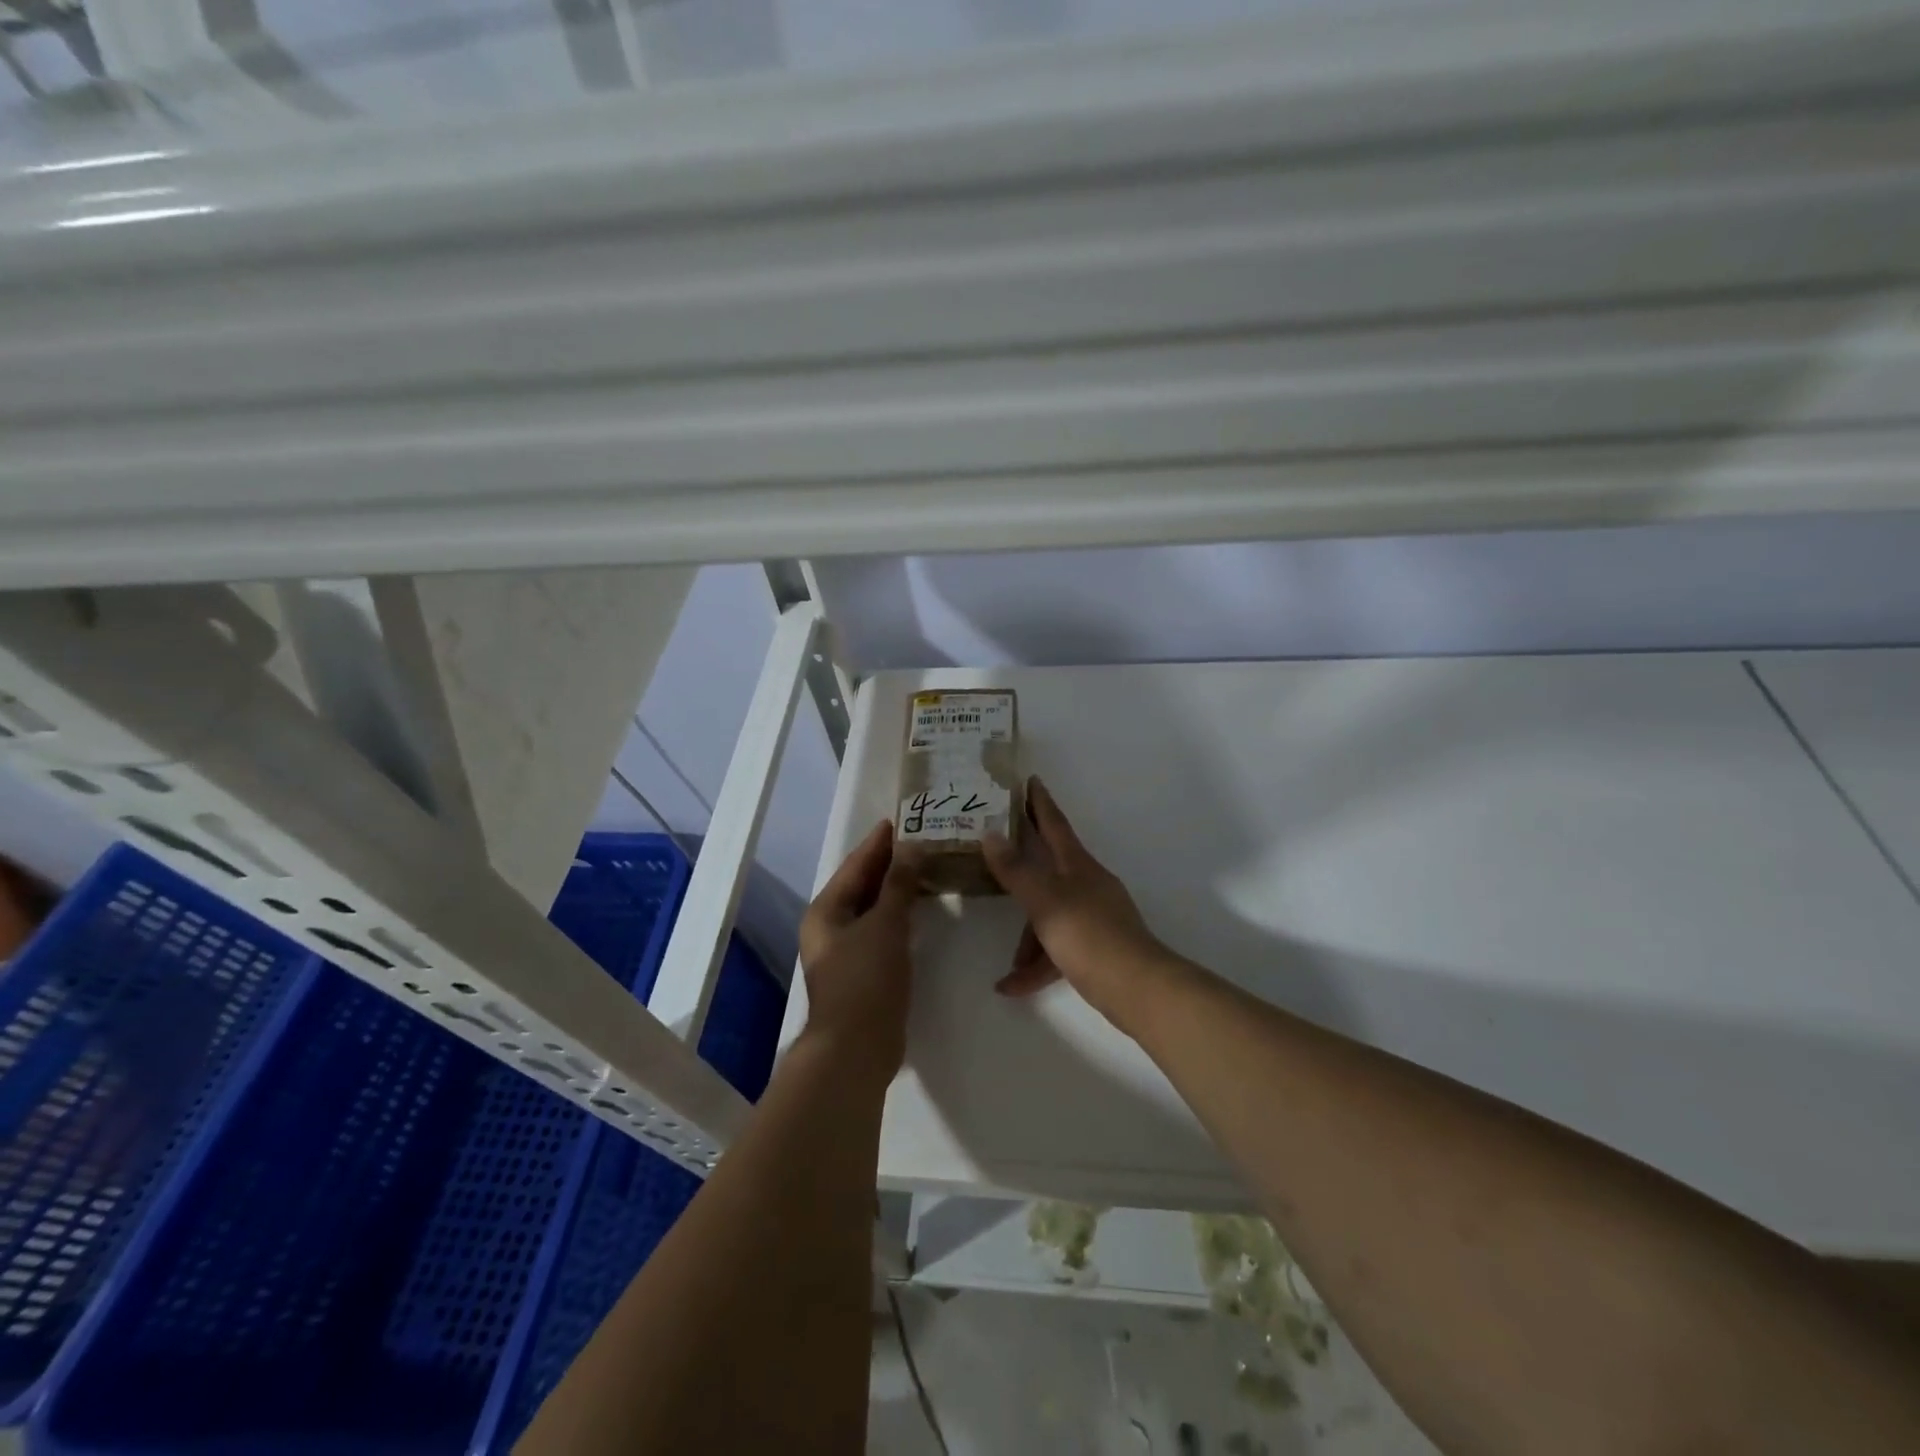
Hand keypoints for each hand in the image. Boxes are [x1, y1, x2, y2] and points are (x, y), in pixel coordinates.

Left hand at [798, 820, 919, 1082]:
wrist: (856, 1049)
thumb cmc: (865, 979)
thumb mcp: (884, 925)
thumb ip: (898, 885)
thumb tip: (911, 847)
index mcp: (827, 910)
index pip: (856, 864)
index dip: (879, 842)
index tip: (903, 819)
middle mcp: (831, 926)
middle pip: (863, 884)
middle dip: (891, 863)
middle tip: (923, 839)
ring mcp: (847, 950)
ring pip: (874, 908)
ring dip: (898, 889)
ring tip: (928, 866)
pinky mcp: (864, 971)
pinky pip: (883, 930)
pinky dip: (901, 915)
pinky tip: (922, 908)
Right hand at [981, 777, 1176, 1029]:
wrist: (1137, 988)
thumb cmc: (1089, 936)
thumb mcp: (1046, 901)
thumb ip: (1016, 870)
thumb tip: (991, 833)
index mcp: (1077, 866)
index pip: (1055, 824)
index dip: (1040, 802)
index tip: (1029, 779)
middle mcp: (1086, 885)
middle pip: (1048, 868)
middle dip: (1022, 868)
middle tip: (995, 856)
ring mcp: (1092, 917)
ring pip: (1049, 915)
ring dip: (1027, 939)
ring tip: (1007, 967)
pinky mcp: (1095, 948)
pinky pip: (1057, 949)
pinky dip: (1038, 966)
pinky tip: (1013, 987)